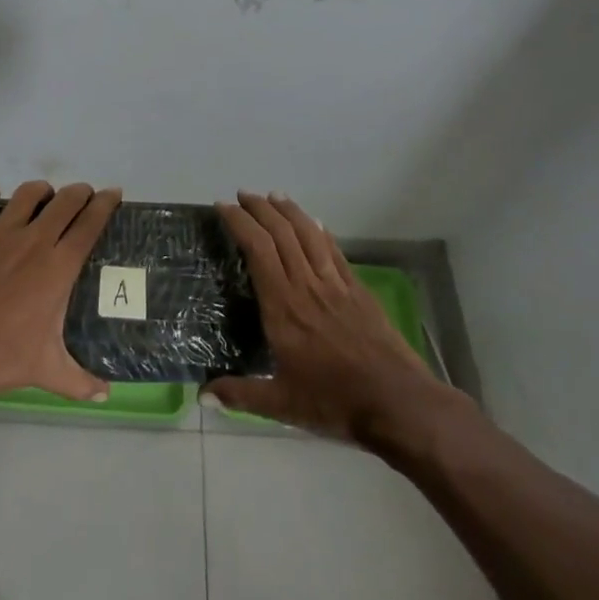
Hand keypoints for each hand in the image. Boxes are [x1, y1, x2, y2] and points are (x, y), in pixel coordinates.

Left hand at [0, 180, 121, 404]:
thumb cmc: (1, 358)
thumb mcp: (47, 370)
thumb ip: (80, 381)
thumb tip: (107, 395)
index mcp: (58, 267)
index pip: (90, 223)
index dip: (106, 203)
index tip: (113, 194)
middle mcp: (33, 240)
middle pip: (66, 200)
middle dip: (80, 193)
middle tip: (83, 198)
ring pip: (28, 193)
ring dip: (41, 191)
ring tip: (44, 198)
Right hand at [203, 192, 469, 445]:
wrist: (397, 401)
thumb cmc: (334, 401)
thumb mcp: (281, 404)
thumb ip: (240, 395)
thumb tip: (201, 394)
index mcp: (282, 306)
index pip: (257, 249)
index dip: (239, 223)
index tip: (223, 207)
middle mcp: (306, 285)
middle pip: (281, 233)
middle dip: (259, 208)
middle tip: (242, 195)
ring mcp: (335, 284)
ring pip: (309, 234)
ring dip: (289, 211)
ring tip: (274, 196)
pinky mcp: (358, 290)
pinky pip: (334, 250)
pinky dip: (321, 231)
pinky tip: (316, 223)